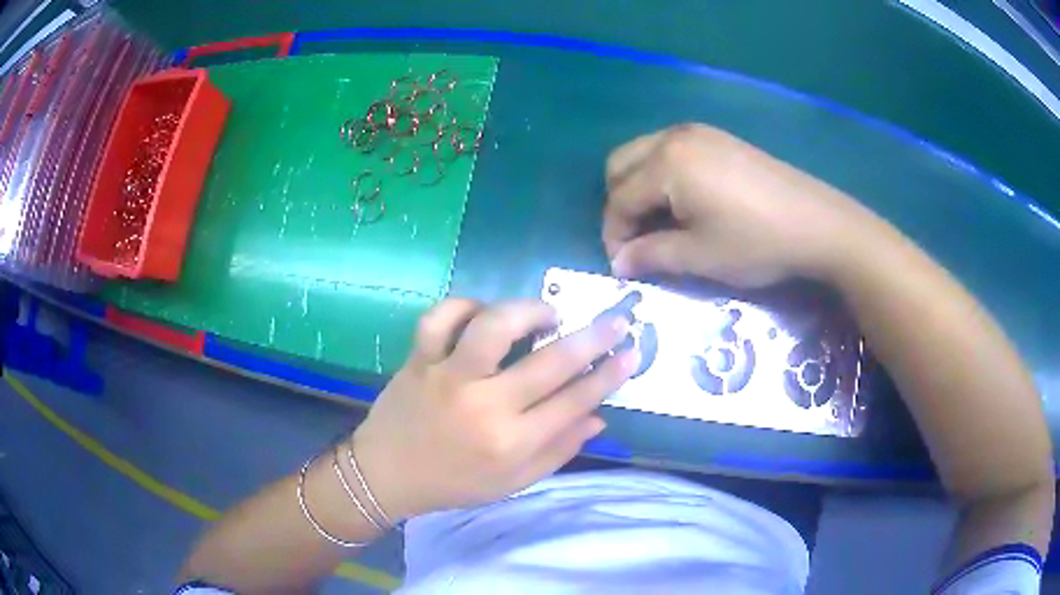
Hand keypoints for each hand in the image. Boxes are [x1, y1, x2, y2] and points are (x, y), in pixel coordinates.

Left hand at [350, 298, 639, 519]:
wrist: (386, 474)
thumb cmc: (454, 483)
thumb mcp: (512, 483)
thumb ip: (557, 451)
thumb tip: (598, 417)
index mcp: (510, 442)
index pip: (573, 402)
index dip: (608, 375)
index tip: (631, 353)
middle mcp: (483, 405)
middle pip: (549, 362)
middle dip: (593, 337)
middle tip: (615, 319)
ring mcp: (448, 376)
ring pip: (493, 326)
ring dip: (528, 311)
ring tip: (546, 315)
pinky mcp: (419, 359)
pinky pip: (441, 317)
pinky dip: (465, 306)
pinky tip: (482, 313)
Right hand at [603, 123, 882, 286]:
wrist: (818, 223)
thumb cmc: (757, 242)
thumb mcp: (700, 256)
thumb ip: (651, 255)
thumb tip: (619, 263)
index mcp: (666, 163)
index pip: (619, 199)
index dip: (614, 235)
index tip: (622, 266)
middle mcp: (674, 137)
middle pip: (620, 165)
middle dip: (620, 204)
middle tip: (638, 240)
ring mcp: (698, 132)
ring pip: (644, 154)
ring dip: (639, 187)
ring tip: (659, 223)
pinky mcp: (718, 138)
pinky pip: (670, 150)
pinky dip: (663, 175)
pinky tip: (685, 202)